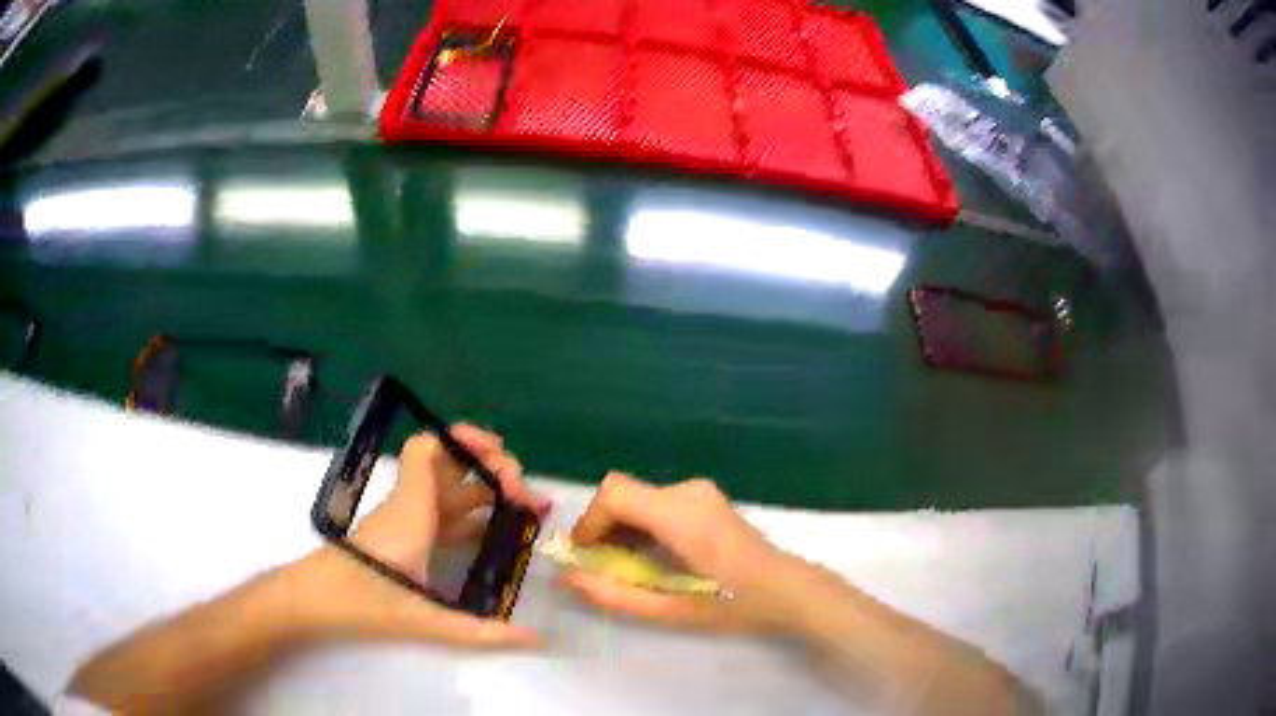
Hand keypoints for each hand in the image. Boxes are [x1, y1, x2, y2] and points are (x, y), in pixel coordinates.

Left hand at [285, 425, 550, 647]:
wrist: (316, 601)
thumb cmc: (363, 601)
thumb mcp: (426, 620)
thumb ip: (483, 631)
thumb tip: (539, 641)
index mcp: (412, 511)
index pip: (427, 450)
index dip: (463, 439)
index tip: (500, 453)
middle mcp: (410, 506)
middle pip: (449, 467)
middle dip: (491, 469)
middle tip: (527, 494)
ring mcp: (407, 520)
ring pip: (448, 491)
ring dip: (485, 491)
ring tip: (524, 508)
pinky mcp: (405, 537)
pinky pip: (442, 515)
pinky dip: (470, 515)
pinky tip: (494, 533)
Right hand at [562, 472, 808, 633]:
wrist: (788, 590)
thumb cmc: (733, 605)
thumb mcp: (670, 610)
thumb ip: (615, 595)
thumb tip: (569, 579)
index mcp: (680, 515)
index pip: (614, 493)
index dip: (589, 521)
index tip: (583, 555)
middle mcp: (687, 491)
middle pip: (623, 493)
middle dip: (602, 526)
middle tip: (600, 566)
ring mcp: (700, 491)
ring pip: (639, 496)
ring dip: (621, 526)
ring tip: (624, 566)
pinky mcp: (706, 499)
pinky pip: (657, 501)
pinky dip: (641, 523)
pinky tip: (651, 556)